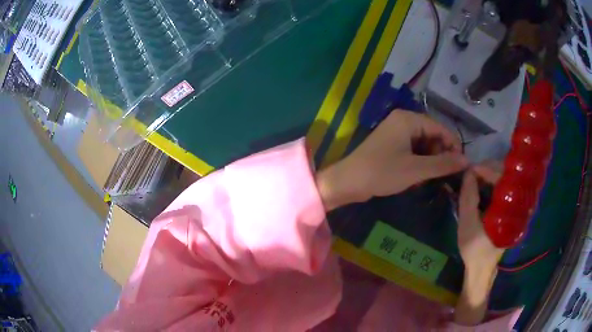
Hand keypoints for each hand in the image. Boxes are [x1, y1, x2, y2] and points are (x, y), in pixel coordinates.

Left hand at [316, 111, 467, 209]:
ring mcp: (396, 132)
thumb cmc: (382, 172)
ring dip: (430, 160)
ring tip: (431, 178)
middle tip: (445, 175)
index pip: (440, 128)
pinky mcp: (391, 144)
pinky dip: (420, 161)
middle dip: (441, 154)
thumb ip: (443, 164)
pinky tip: (419, 176)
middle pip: (432, 135)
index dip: (453, 146)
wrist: (348, 182)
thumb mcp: (416, 169)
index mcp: (408, 119)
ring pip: (424, 144)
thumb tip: (467, 161)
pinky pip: (413, 149)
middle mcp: (403, 120)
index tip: (462, 166)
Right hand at [455, 164, 503, 325]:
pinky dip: (491, 185)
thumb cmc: (474, 249)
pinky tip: (481, 188)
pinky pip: (502, 190)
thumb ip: (468, 198)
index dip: (485, 170)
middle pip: (505, 175)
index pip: (501, 178)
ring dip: (489, 176)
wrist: (481, 268)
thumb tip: (468, 172)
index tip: (469, 169)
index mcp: (508, 207)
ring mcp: (514, 207)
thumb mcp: (467, 224)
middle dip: (487, 170)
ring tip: (474, 178)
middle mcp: (516, 203)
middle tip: (471, 172)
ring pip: (504, 181)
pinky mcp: (510, 211)